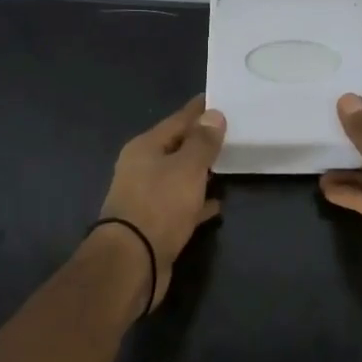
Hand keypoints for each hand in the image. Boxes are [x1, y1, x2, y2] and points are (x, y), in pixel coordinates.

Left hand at [97, 96, 226, 311]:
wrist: (132, 263)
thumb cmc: (159, 206)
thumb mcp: (187, 168)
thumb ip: (202, 142)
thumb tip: (213, 114)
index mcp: (145, 147)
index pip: (177, 120)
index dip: (198, 110)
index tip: (218, 98)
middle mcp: (141, 168)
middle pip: (176, 147)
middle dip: (200, 140)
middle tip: (230, 130)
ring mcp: (146, 197)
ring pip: (179, 176)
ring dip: (200, 171)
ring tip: (227, 163)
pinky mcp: (154, 224)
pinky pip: (181, 205)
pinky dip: (198, 202)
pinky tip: (217, 204)